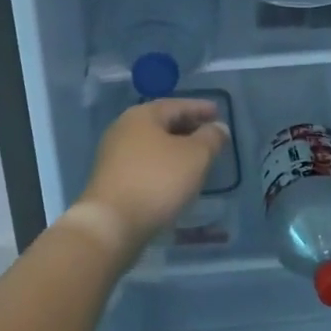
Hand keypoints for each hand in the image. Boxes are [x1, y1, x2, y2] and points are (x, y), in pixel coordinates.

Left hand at [78, 98, 229, 259]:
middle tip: (210, 135)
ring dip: (176, 149)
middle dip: (188, 128)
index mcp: (142, 116)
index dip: (200, 108)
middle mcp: (124, 129)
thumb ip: (211, 138)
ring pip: (153, 145)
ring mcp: (114, 155)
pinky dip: (163, 165)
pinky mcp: (112, 180)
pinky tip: (176, 179)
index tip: (219, 113)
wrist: (111, 225)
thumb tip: (218, 127)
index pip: (177, 105)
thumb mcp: (195, 156)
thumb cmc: (157, 181)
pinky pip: (145, 164)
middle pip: (162, 123)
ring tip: (197, 158)